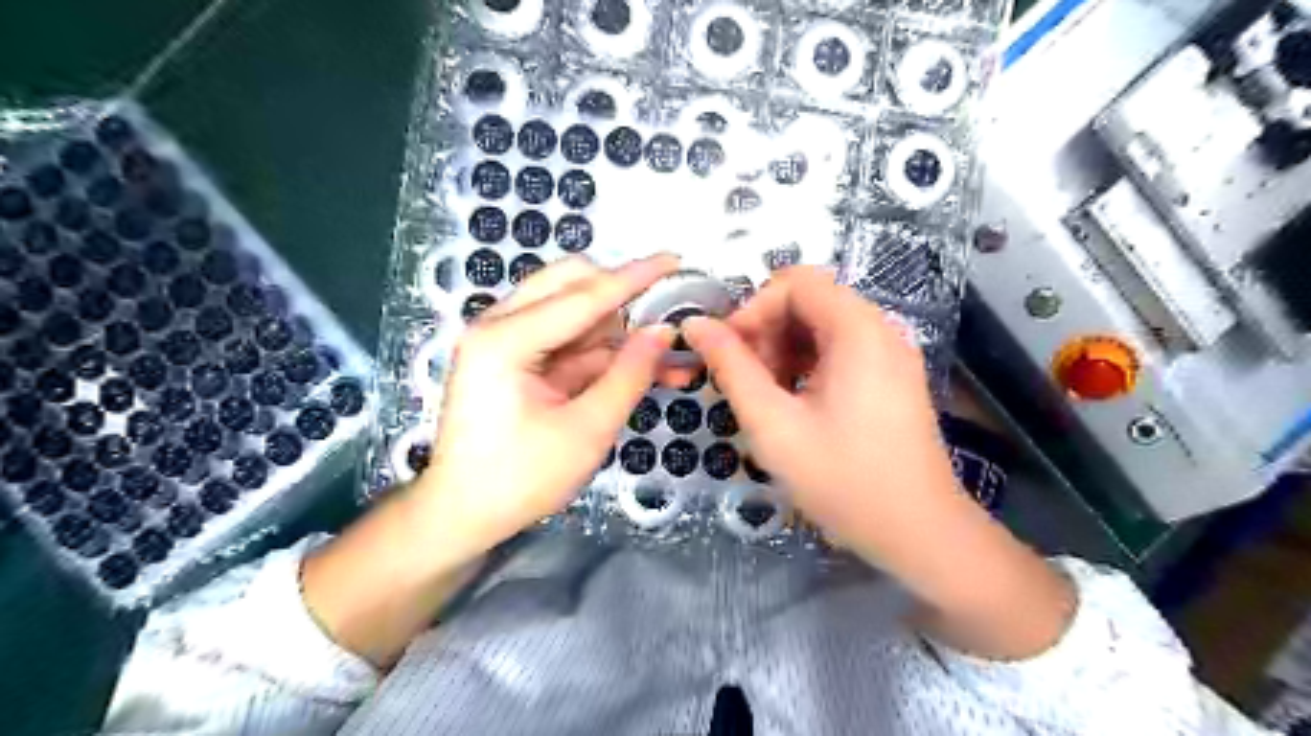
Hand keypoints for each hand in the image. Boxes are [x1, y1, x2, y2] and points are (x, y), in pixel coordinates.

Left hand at [298, 252, 675, 666]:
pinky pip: (569, 341)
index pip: (585, 295)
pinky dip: (604, 353)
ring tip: (667, 356)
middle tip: (664, 318)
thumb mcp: (587, 430)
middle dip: (622, 297)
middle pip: (571, 284)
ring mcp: (506, 341)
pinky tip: (641, 367)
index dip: (635, 277)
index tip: (675, 259)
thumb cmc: (519, 480)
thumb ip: (629, 374)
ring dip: (619, 330)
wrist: (463, 515)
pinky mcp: (516, 359)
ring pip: (574, 312)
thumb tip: (665, 331)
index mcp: (506, 339)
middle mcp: (500, 325)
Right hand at [688, 265, 954, 551]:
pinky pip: (840, 350)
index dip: (753, 308)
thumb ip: (731, 368)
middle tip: (743, 379)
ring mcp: (890, 354)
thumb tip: (695, 325)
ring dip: (784, 349)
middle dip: (767, 330)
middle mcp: (880, 329)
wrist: (919, 534)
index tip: (729, 352)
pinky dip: (807, 364)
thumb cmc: (843, 480)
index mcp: (857, 329)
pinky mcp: (892, 377)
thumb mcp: (774, 425)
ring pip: (822, 325)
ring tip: (765, 396)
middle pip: (810, 300)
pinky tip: (793, 403)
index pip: (794, 282)